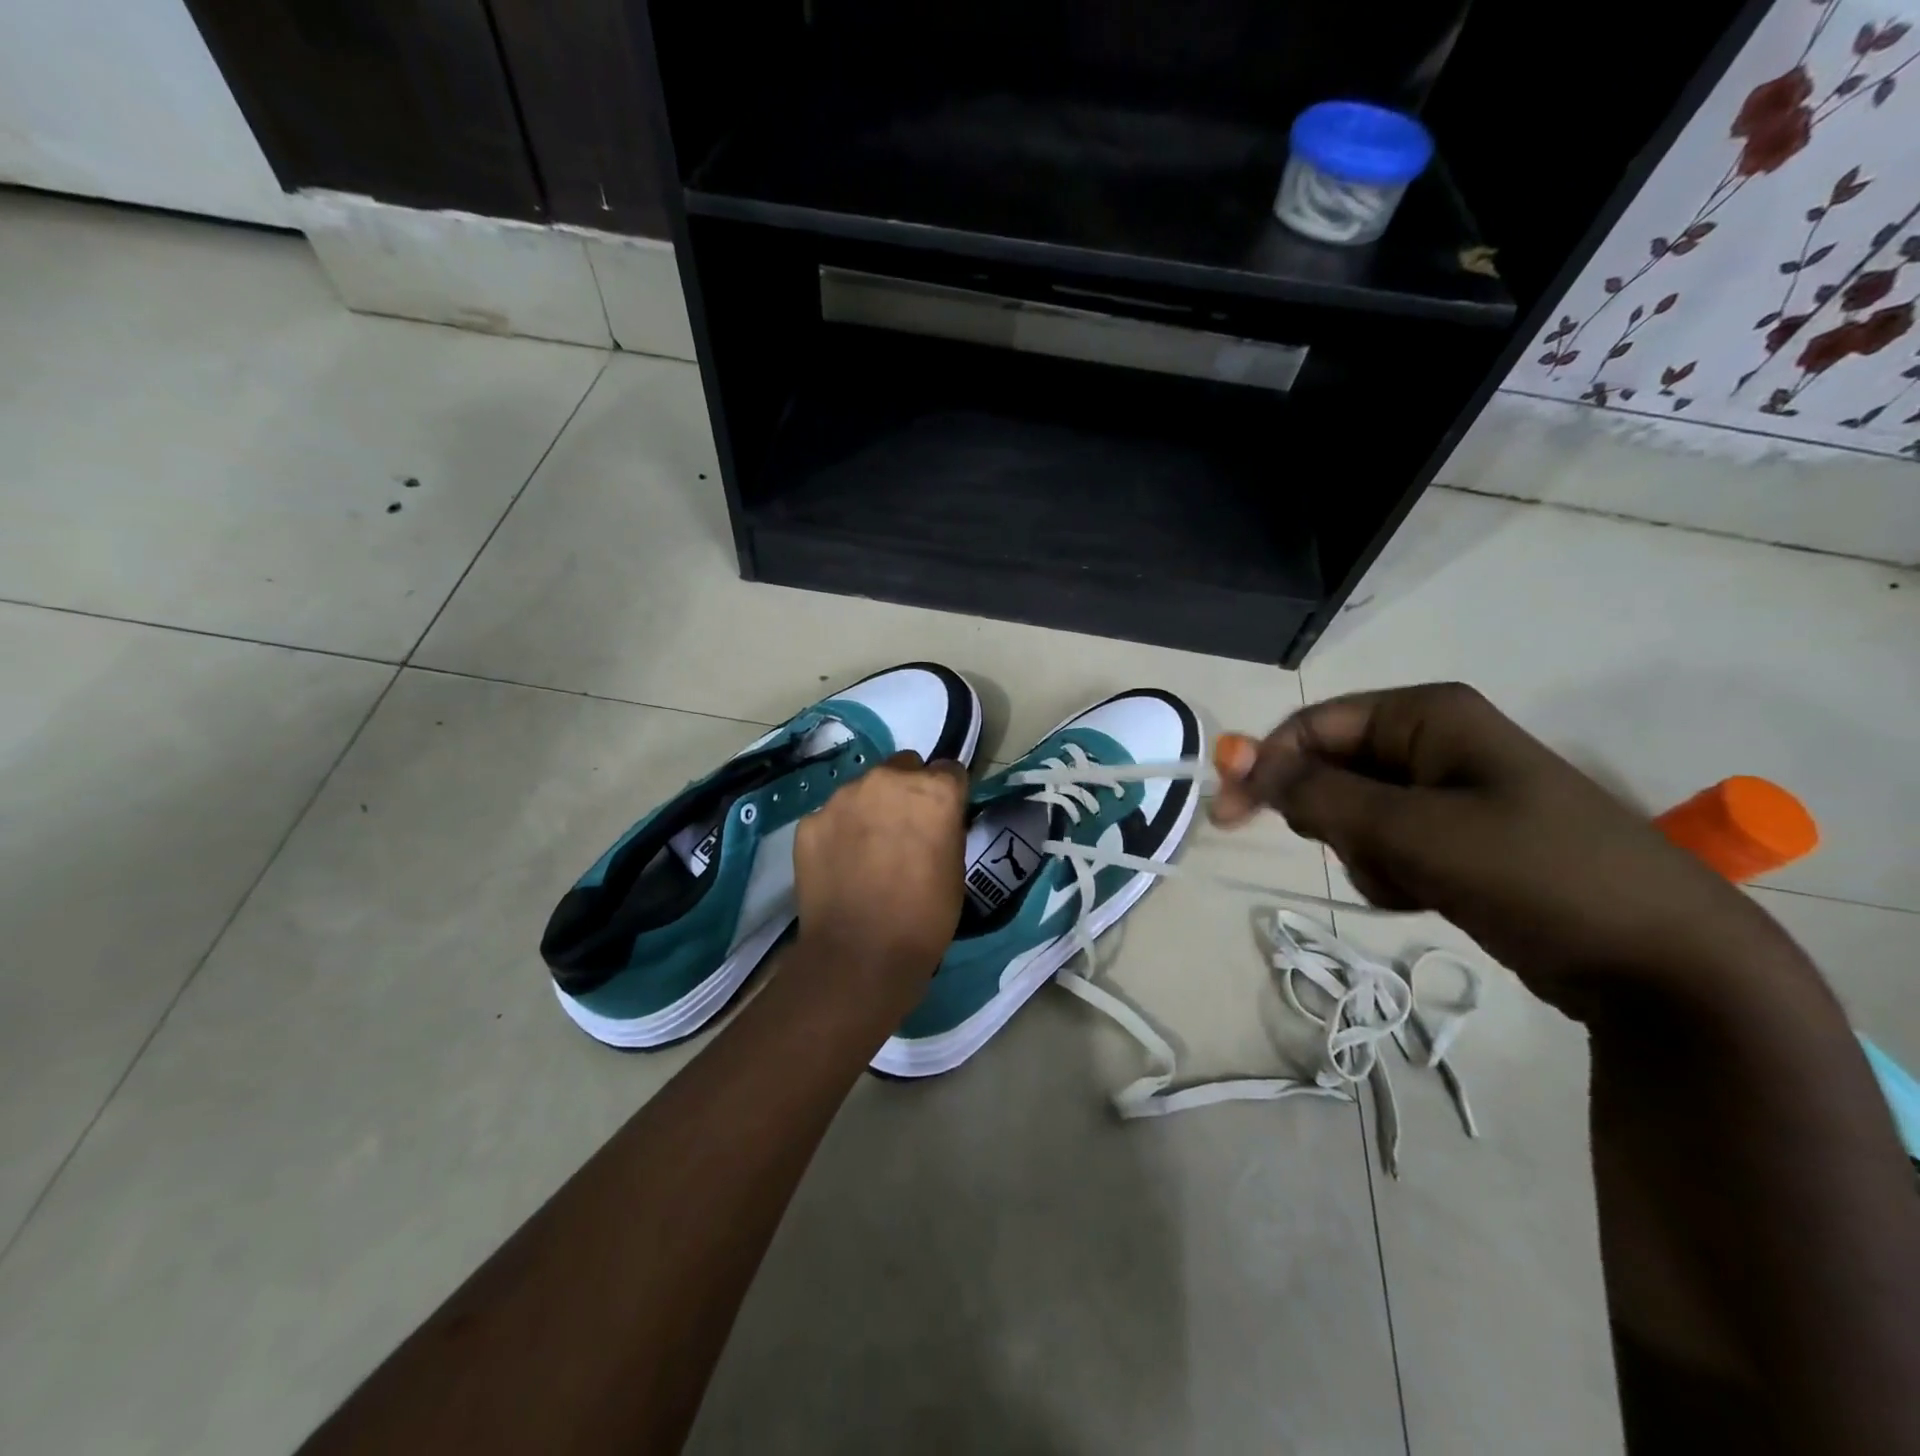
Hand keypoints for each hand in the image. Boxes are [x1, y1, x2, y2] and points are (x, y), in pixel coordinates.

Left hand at [791, 751, 968, 1008]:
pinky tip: (841, 866)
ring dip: (870, 809)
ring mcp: (843, 798)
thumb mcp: (955, 868)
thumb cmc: (925, 917)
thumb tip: (933, 821)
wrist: (860, 955)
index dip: (947, 794)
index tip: (943, 817)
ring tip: (867, 851)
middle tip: (904, 831)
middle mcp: (887, 780)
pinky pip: (831, 816)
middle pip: (903, 767)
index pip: (948, 770)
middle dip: (907, 790)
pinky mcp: (810, 821)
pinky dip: (838, 833)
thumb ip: (944, 828)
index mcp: (933, 790)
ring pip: (863, 789)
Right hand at [1210, 683, 1789, 1009]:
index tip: (1226, 815)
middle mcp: (1435, 743)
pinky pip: (1388, 846)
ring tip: (1415, 882)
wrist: (1662, 965)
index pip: (1313, 726)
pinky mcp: (1460, 840)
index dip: (1264, 764)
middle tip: (1363, 854)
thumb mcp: (1411, 830)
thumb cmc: (1534, 873)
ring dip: (1365, 853)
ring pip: (1355, 815)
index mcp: (1428, 716)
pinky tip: (1430, 895)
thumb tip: (1237, 762)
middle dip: (1332, 819)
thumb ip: (1316, 795)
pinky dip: (1391, 873)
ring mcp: (1450, 793)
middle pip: (1332, 769)